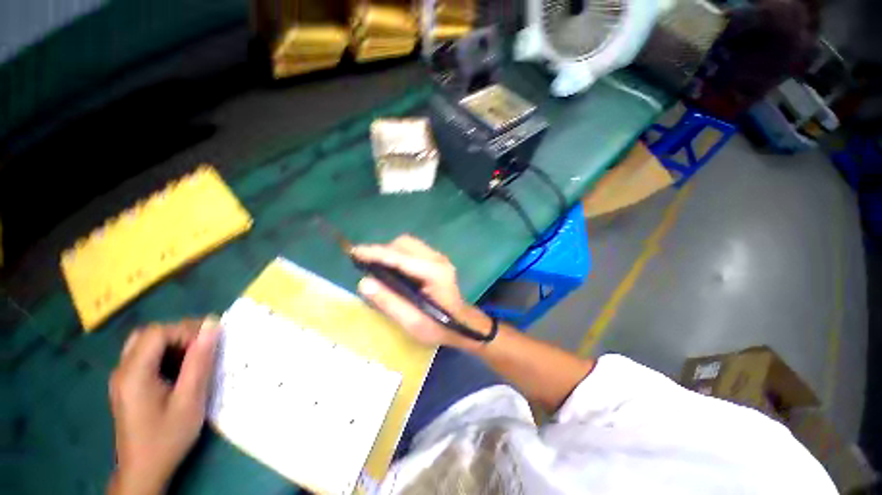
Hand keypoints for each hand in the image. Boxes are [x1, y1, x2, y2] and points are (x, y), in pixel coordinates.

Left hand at [107, 319, 218, 494]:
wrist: (143, 471)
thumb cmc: (168, 437)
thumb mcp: (190, 400)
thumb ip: (199, 361)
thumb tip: (213, 326)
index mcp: (134, 373)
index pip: (157, 333)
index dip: (185, 331)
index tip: (208, 345)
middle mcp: (122, 370)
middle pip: (149, 335)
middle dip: (179, 335)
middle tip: (203, 348)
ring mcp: (122, 378)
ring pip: (145, 344)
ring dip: (172, 344)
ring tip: (194, 359)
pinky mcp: (126, 386)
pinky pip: (144, 357)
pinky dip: (165, 355)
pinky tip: (179, 371)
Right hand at [353, 235, 491, 349]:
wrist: (463, 324)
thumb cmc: (440, 327)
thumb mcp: (413, 322)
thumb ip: (389, 303)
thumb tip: (364, 283)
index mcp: (434, 273)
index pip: (400, 257)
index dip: (376, 253)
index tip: (355, 252)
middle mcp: (437, 259)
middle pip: (405, 243)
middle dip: (383, 251)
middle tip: (368, 267)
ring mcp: (438, 257)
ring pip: (408, 244)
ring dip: (390, 252)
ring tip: (379, 269)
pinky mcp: (436, 260)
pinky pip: (412, 250)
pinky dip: (398, 255)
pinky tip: (393, 270)